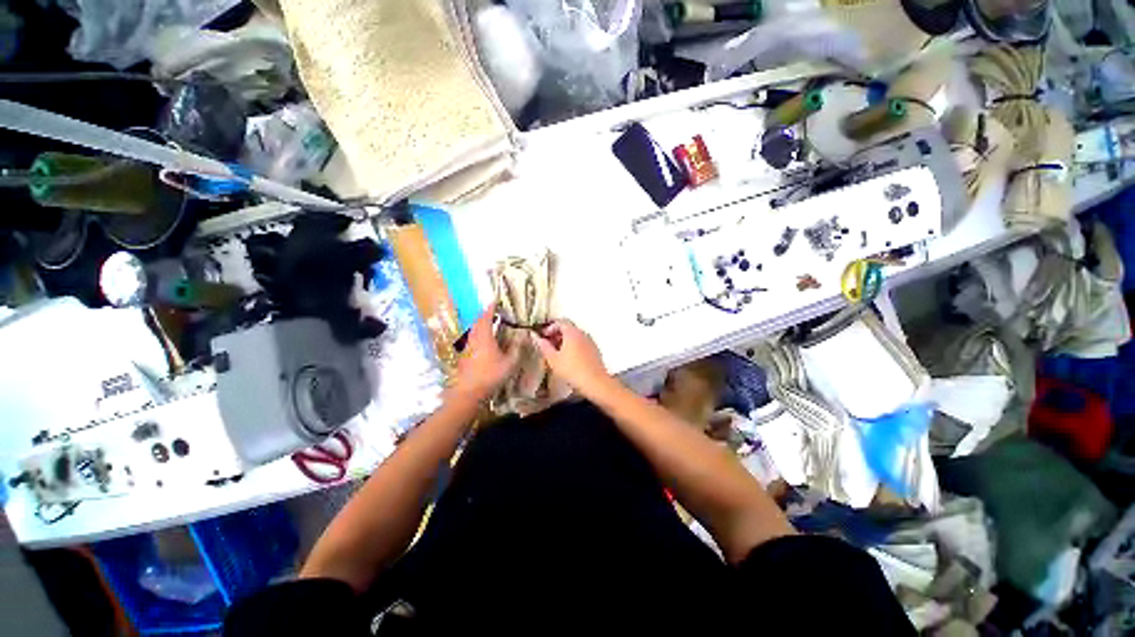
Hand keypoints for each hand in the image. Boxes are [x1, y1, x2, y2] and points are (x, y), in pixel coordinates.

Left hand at [451, 305, 519, 403]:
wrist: (469, 393)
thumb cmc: (491, 375)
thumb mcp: (510, 363)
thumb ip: (517, 348)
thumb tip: (523, 334)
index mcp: (484, 337)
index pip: (486, 317)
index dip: (491, 308)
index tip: (495, 301)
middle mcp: (473, 339)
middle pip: (477, 322)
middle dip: (484, 315)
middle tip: (493, 312)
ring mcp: (467, 348)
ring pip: (472, 330)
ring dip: (480, 324)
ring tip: (488, 324)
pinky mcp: (464, 356)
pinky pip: (470, 339)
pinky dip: (477, 334)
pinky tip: (481, 341)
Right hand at [532, 320, 613, 398]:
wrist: (595, 382)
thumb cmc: (572, 370)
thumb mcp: (553, 359)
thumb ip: (543, 346)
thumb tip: (536, 337)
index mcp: (572, 332)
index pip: (560, 322)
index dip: (550, 327)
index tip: (544, 336)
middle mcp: (582, 333)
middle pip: (569, 327)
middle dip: (557, 334)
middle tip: (548, 344)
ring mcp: (590, 341)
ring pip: (576, 336)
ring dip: (565, 340)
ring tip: (557, 353)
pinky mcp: (595, 350)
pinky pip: (582, 343)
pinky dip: (574, 346)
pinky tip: (569, 359)